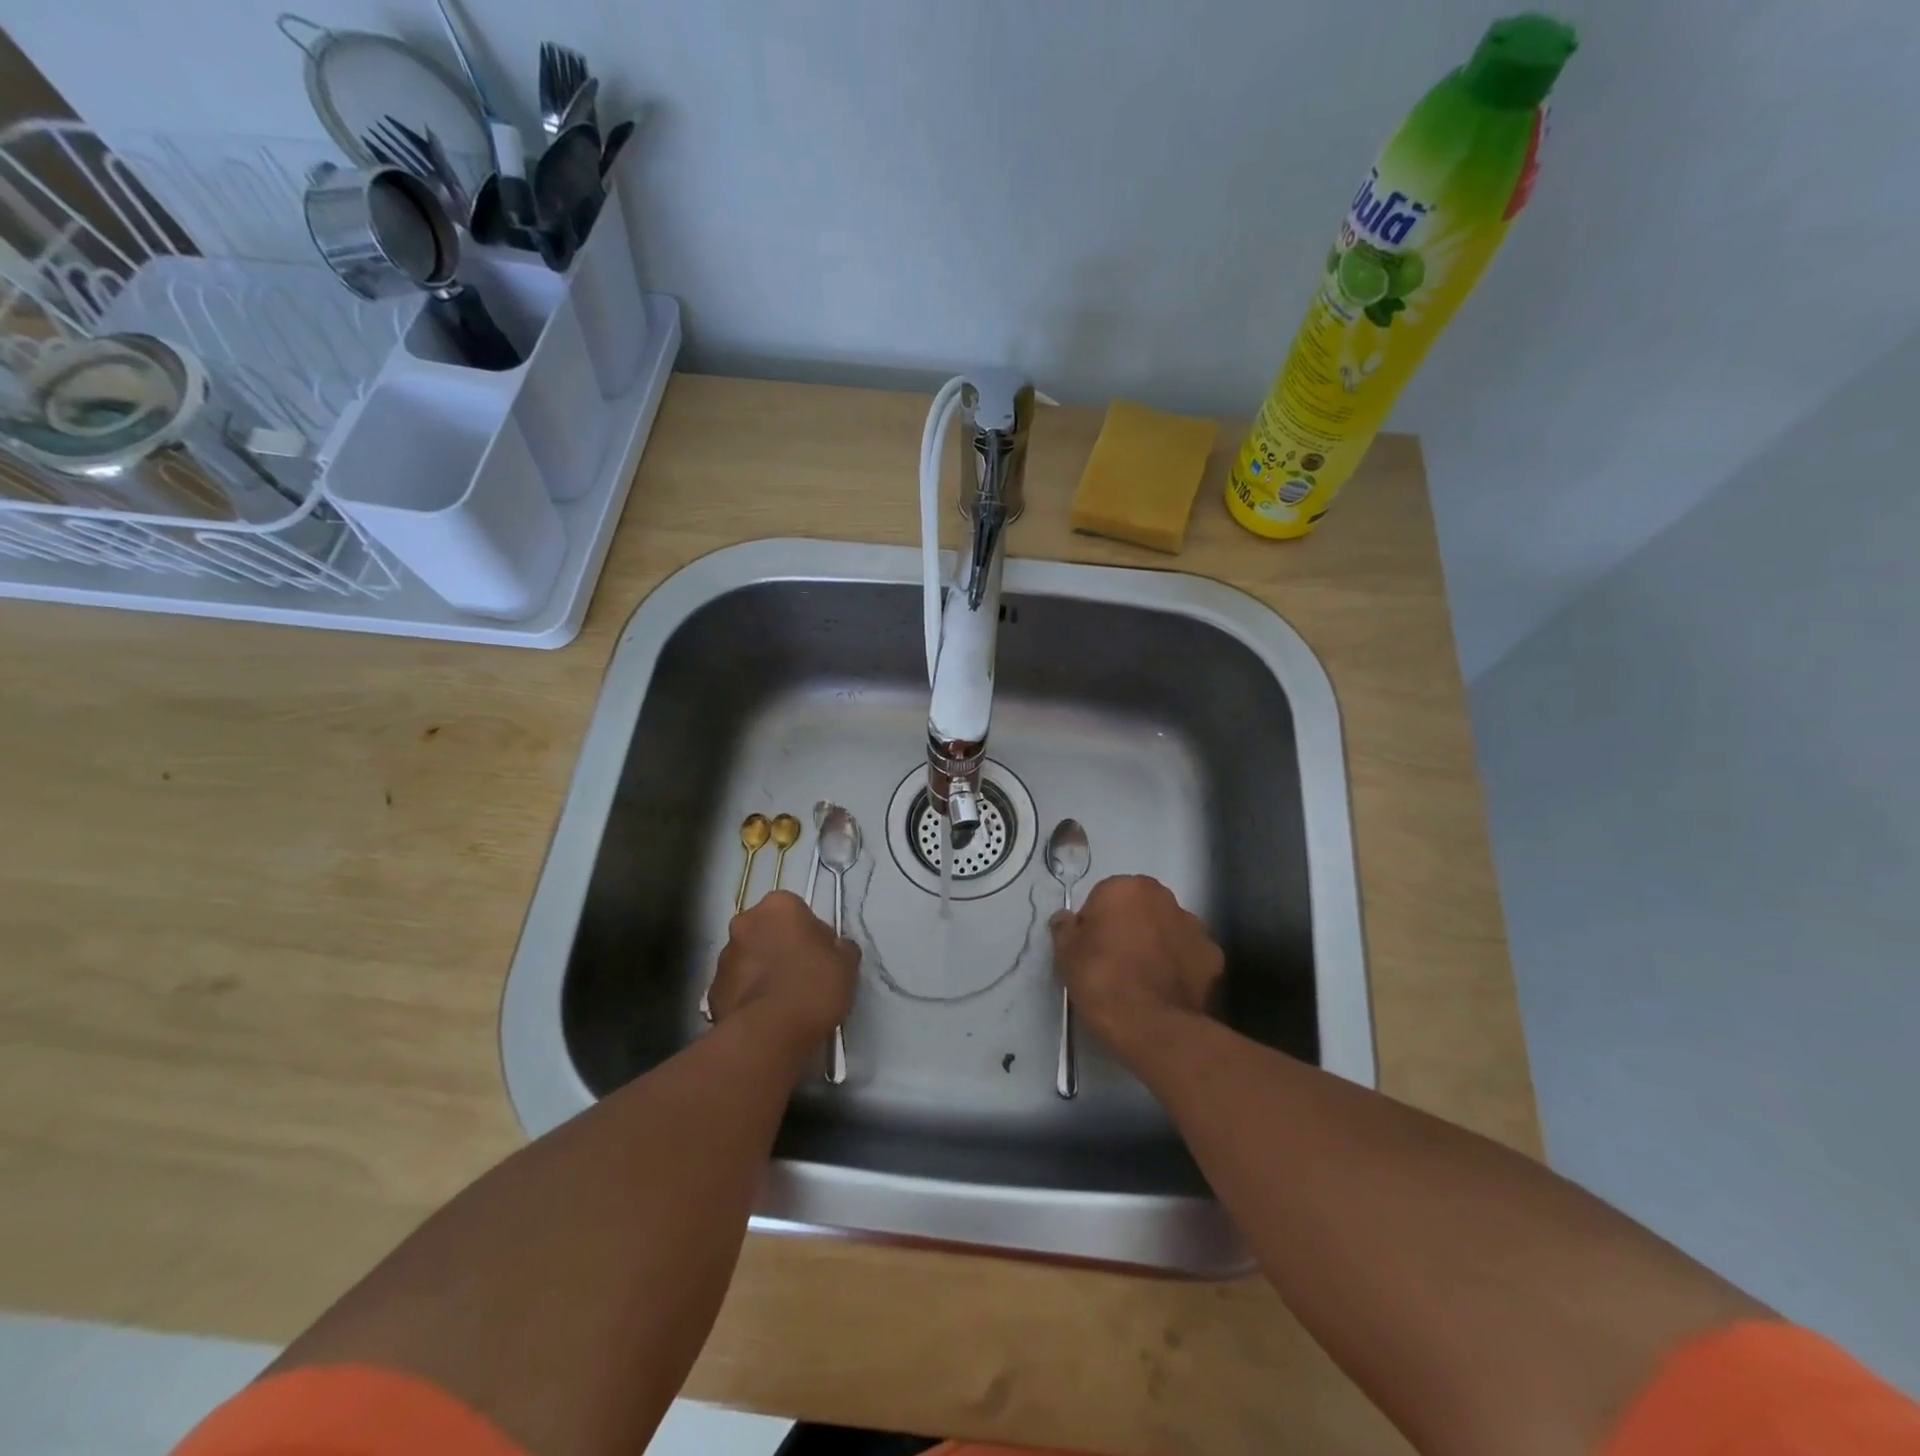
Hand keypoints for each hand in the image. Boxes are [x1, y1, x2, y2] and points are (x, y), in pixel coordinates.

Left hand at [709, 890, 858, 1053]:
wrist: (771, 1033)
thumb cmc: (814, 985)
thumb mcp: (846, 963)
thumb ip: (839, 947)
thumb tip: (833, 947)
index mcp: (779, 905)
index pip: (795, 910)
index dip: (808, 933)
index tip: (818, 955)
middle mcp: (745, 922)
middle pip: (766, 930)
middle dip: (778, 947)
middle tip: (799, 974)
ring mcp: (724, 956)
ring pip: (747, 957)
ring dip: (760, 970)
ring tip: (780, 1000)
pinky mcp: (711, 989)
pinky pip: (735, 986)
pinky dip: (746, 995)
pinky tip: (764, 1015)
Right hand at [1050, 875, 1222, 1061]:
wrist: (1151, 1025)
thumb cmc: (1101, 979)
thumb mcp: (1066, 954)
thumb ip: (1065, 928)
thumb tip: (1066, 918)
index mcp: (1128, 888)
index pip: (1105, 897)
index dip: (1095, 924)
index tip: (1091, 950)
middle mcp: (1165, 898)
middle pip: (1141, 909)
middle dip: (1130, 927)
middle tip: (1115, 962)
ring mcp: (1195, 927)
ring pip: (1168, 930)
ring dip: (1158, 945)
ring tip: (1144, 980)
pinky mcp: (1214, 957)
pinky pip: (1189, 956)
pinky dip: (1180, 968)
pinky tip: (1167, 991)